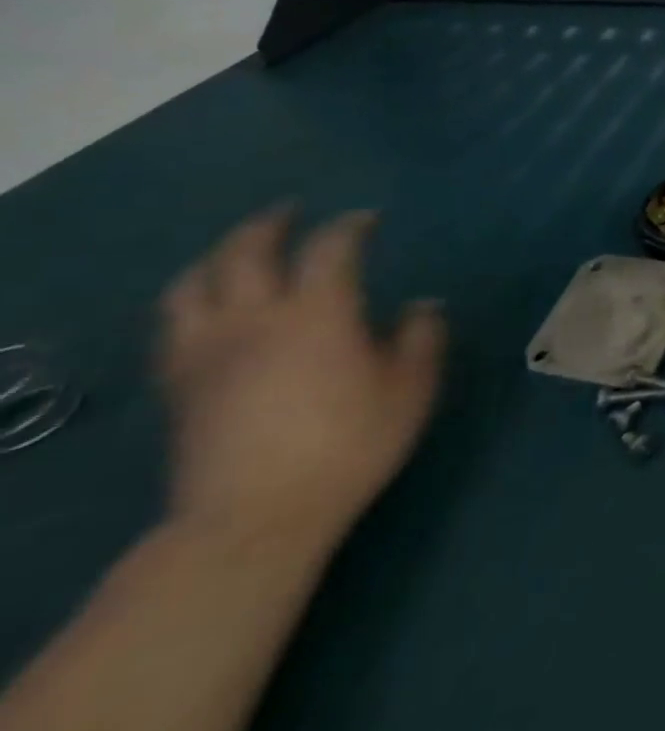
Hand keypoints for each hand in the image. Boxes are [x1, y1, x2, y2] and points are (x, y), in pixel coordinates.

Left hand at [158, 207, 445, 557]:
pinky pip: (174, 327)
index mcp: (318, 313)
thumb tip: (423, 304)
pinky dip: (194, 301)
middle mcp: (255, 319)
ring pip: (193, 285)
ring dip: (217, 258)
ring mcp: (208, 352)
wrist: (253, 519)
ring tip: (239, 253)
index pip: (330, 248)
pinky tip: (211, 309)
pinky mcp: (180, 386)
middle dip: (270, 224)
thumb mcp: (410, 389)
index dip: (350, 225)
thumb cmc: (348, 445)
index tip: (369, 219)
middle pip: (245, 253)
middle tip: (292, 212)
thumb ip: (421, 338)